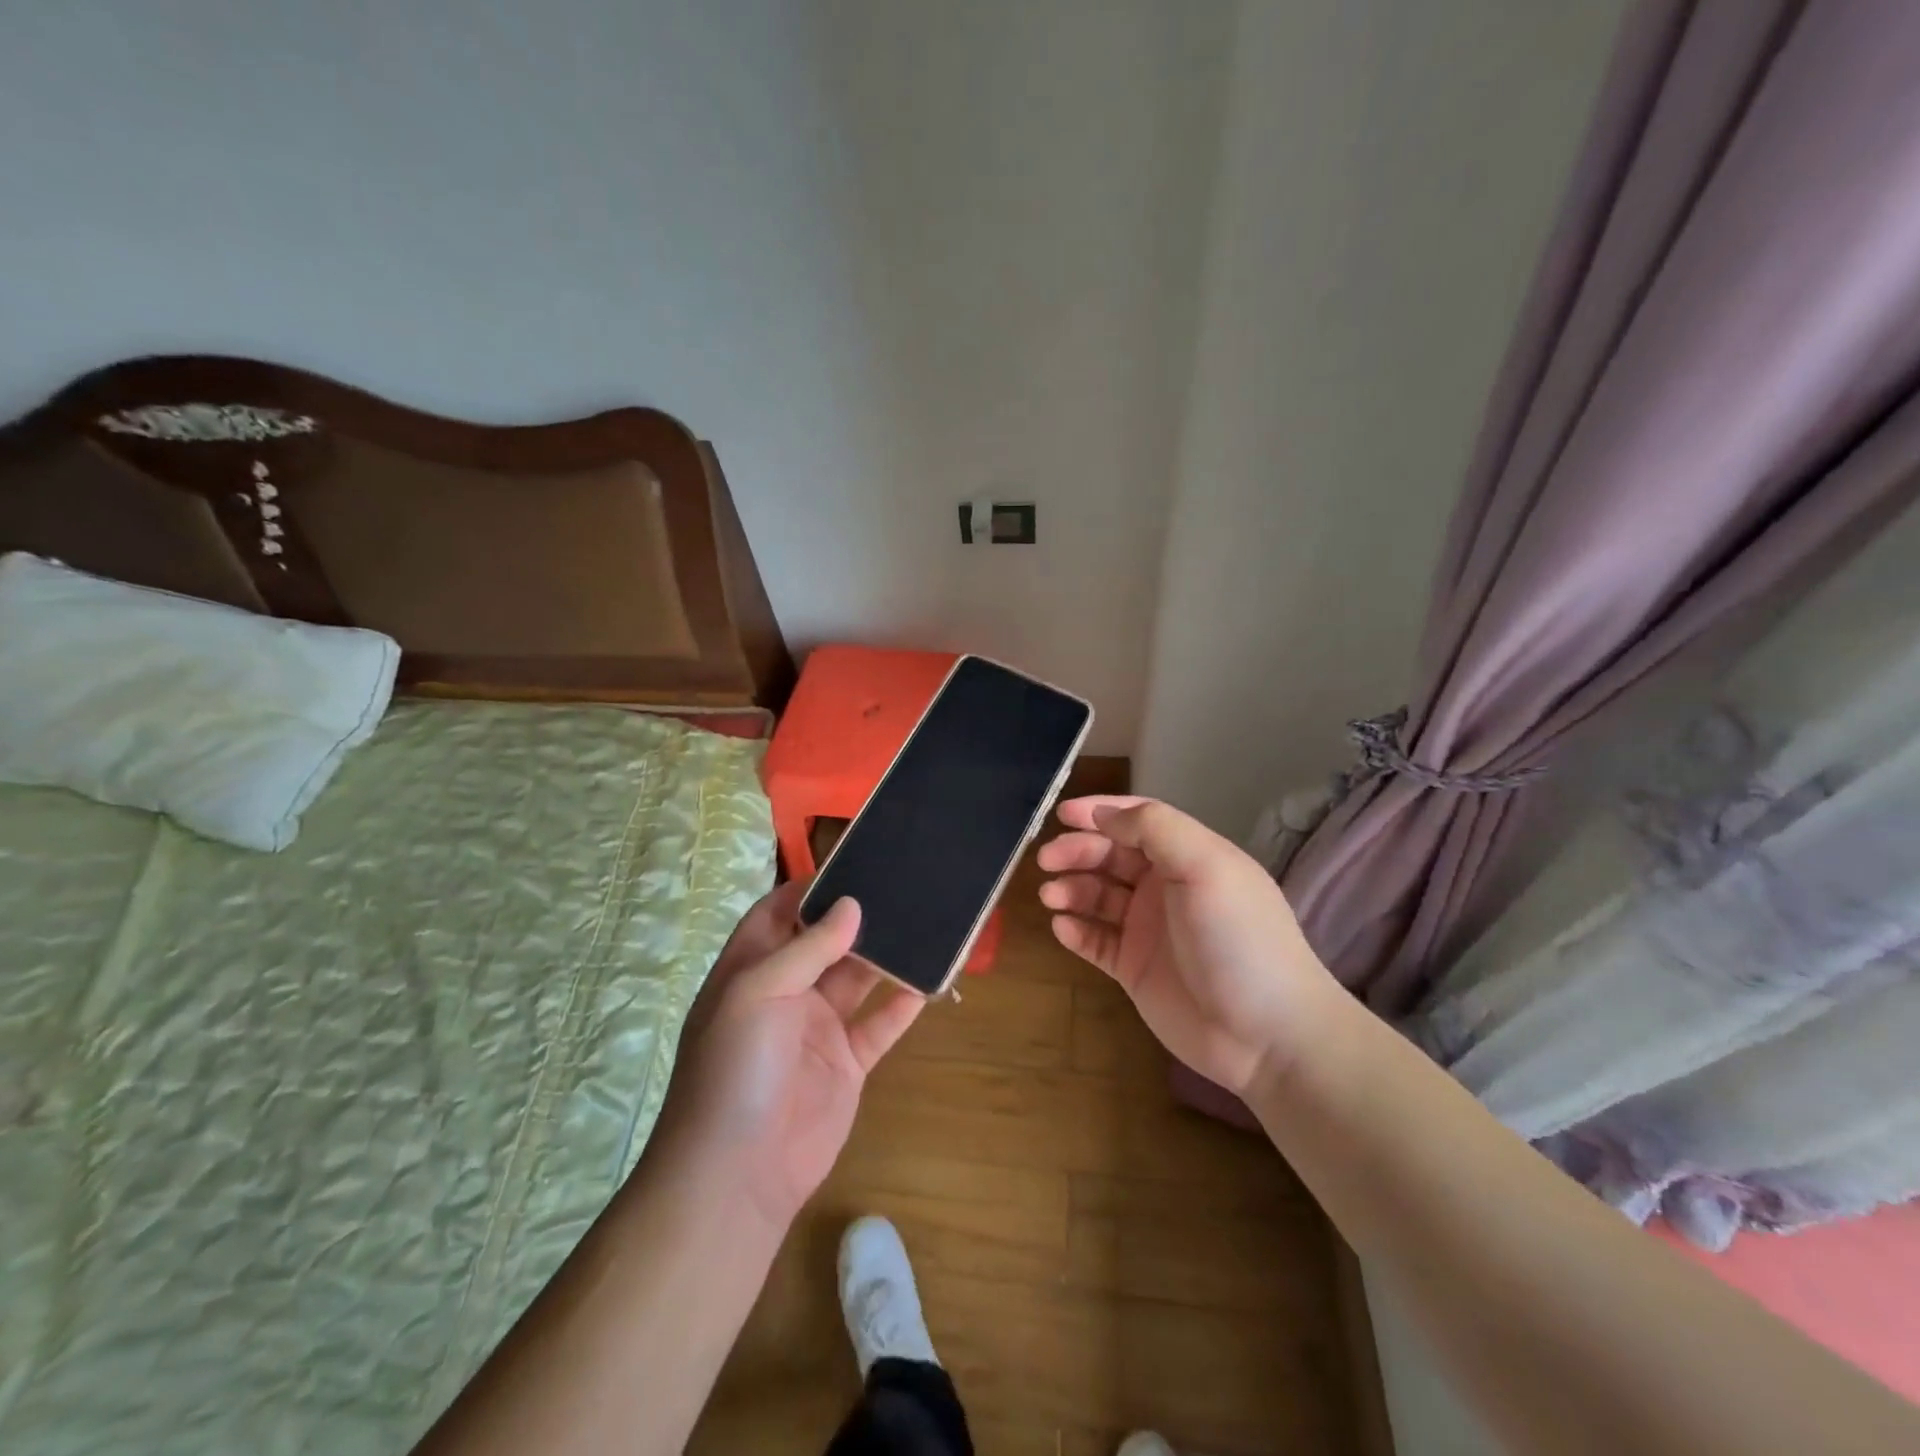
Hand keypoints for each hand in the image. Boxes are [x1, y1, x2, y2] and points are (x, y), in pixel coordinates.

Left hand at [655, 883, 923, 1225]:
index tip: (854, 865)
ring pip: (858, 979)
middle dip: (858, 916)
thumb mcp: (758, 993)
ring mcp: (818, 1028)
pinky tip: (930, 981)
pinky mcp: (847, 1062)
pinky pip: (880, 1024)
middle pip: (826, 941)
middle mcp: (786, 992)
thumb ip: (807, 948)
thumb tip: (851, 904)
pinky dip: (903, 1004)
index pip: (779, 912)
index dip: (811, 888)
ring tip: (924, 921)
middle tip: (903, 885)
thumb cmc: (734, 1068)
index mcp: (752, 969)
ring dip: (886, 955)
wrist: (738, 1174)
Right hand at [1037, 796, 1344, 1094]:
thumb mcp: (1206, 867)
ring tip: (1051, 897)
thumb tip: (1104, 814)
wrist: (1267, 1035)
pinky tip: (1062, 927)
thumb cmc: (1239, 938)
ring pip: (1097, 896)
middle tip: (1047, 860)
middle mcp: (1166, 887)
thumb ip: (1156, 829)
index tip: (1062, 813)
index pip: (1138, 821)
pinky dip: (1075, 930)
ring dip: (1071, 889)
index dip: (1101, 812)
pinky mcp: (1134, 968)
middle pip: (1111, 855)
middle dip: (1077, 851)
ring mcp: (1148, 929)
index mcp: (1189, 857)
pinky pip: (1095, 940)